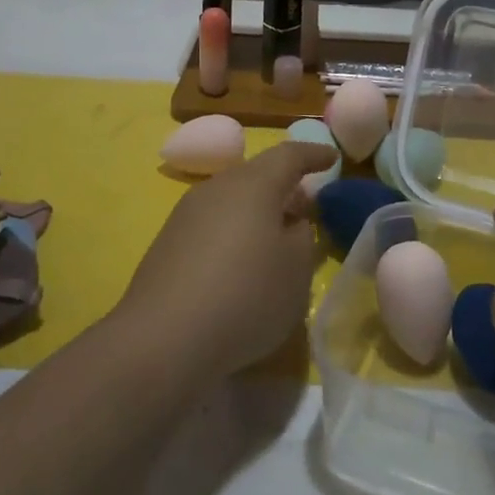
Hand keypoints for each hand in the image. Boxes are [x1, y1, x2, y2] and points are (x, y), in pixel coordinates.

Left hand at [117, 142, 337, 382]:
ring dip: (257, 211)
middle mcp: (218, 187)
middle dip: (284, 185)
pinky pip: (212, 224)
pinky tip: (239, 264)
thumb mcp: (296, 269)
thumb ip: (303, 236)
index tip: (332, 158)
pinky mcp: (168, 243)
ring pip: (232, 199)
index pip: (289, 155)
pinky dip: (233, 232)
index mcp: (254, 184)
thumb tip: (291, 222)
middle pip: (257, 174)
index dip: (313, 155)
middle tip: (307, 207)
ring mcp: (187, 214)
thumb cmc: (245, 295)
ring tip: (275, 239)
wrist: (163, 339)